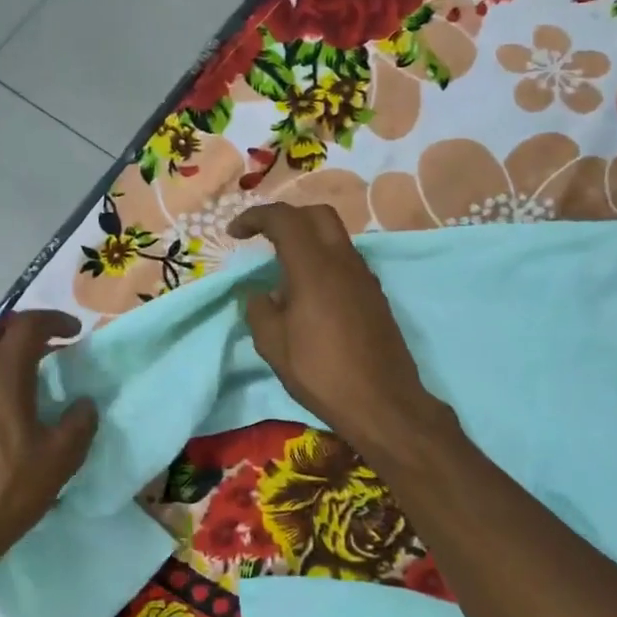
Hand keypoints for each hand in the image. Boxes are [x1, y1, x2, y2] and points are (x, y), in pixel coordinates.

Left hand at [0, 311, 97, 570]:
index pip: (27, 325)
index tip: (74, 333)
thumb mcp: (60, 459)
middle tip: (46, 348)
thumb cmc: (8, 490)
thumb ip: (79, 423)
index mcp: (2, 374)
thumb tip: (83, 404)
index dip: (54, 320)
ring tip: (20, 376)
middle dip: (19, 329)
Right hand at [226, 203, 439, 456]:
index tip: (234, 233)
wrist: (382, 402)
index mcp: (314, 267)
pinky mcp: (375, 296)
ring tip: (283, 272)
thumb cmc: (321, 372)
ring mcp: (365, 277)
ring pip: (335, 237)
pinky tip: (310, 295)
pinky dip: (323, 262)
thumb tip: (262, 295)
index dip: (255, 217)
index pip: (284, 219)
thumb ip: (260, 310)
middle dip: (286, 218)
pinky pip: (345, 262)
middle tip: (263, 238)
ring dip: (307, 240)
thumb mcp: (273, 345)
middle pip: (316, 214)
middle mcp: (344, 261)